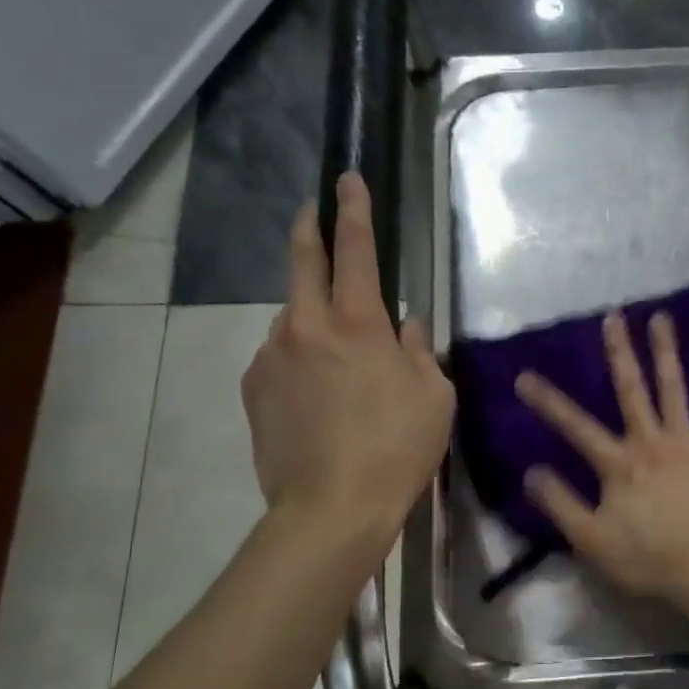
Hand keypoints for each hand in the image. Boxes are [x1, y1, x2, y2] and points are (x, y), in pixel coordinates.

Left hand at [242, 173, 453, 535]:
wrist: (331, 508)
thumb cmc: (398, 448)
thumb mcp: (434, 396)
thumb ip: (420, 350)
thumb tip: (409, 325)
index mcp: (358, 324)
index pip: (356, 250)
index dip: (354, 211)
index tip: (348, 179)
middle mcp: (306, 326)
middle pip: (302, 261)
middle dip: (309, 228)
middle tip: (312, 210)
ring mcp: (272, 356)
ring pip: (292, 317)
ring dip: (311, 314)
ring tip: (335, 348)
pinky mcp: (254, 388)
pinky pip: (280, 356)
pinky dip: (299, 357)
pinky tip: (316, 392)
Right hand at [515, 311, 688, 608]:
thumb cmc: (650, 558)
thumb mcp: (592, 540)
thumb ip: (561, 504)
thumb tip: (531, 471)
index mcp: (619, 464)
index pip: (575, 427)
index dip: (548, 402)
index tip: (524, 375)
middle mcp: (651, 442)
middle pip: (630, 390)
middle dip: (619, 352)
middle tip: (613, 315)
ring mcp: (687, 443)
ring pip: (674, 389)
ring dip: (666, 353)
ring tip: (661, 318)